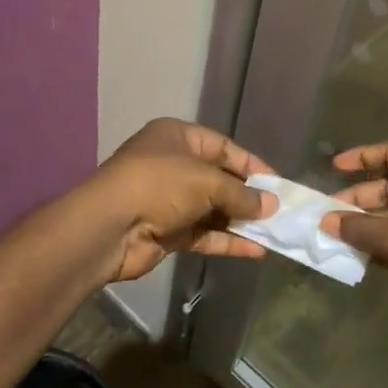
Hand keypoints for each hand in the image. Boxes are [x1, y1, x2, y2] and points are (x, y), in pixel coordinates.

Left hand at [89, 119, 277, 282]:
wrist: (109, 228)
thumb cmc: (160, 184)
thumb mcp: (206, 181)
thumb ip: (241, 194)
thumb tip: (271, 205)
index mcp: (177, 137)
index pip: (223, 147)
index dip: (251, 164)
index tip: (277, 183)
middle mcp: (173, 165)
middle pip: (219, 179)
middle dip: (247, 196)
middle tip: (278, 210)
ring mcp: (169, 200)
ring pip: (213, 210)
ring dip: (240, 221)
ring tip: (274, 232)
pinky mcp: (167, 232)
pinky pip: (204, 234)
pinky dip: (227, 241)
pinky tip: (255, 250)